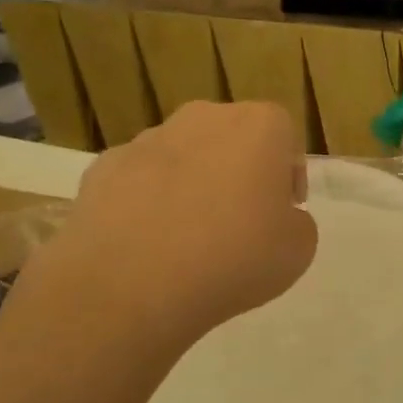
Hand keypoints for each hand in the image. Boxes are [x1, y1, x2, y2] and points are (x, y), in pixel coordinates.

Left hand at [12, 101, 317, 353]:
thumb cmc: (234, 258)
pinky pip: (140, 181)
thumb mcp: (298, 250)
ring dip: (192, 184)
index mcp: (259, 126)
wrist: (132, 284)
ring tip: (189, 239)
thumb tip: (274, 216)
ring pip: (183, 156)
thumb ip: (295, 221)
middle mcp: (203, 118)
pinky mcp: (103, 167)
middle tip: (240, 222)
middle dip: (238, 171)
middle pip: (231, 138)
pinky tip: (149, 243)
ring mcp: (148, 139)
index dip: (287, 175)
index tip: (283, 211)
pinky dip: (147, 202)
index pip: (285, 137)